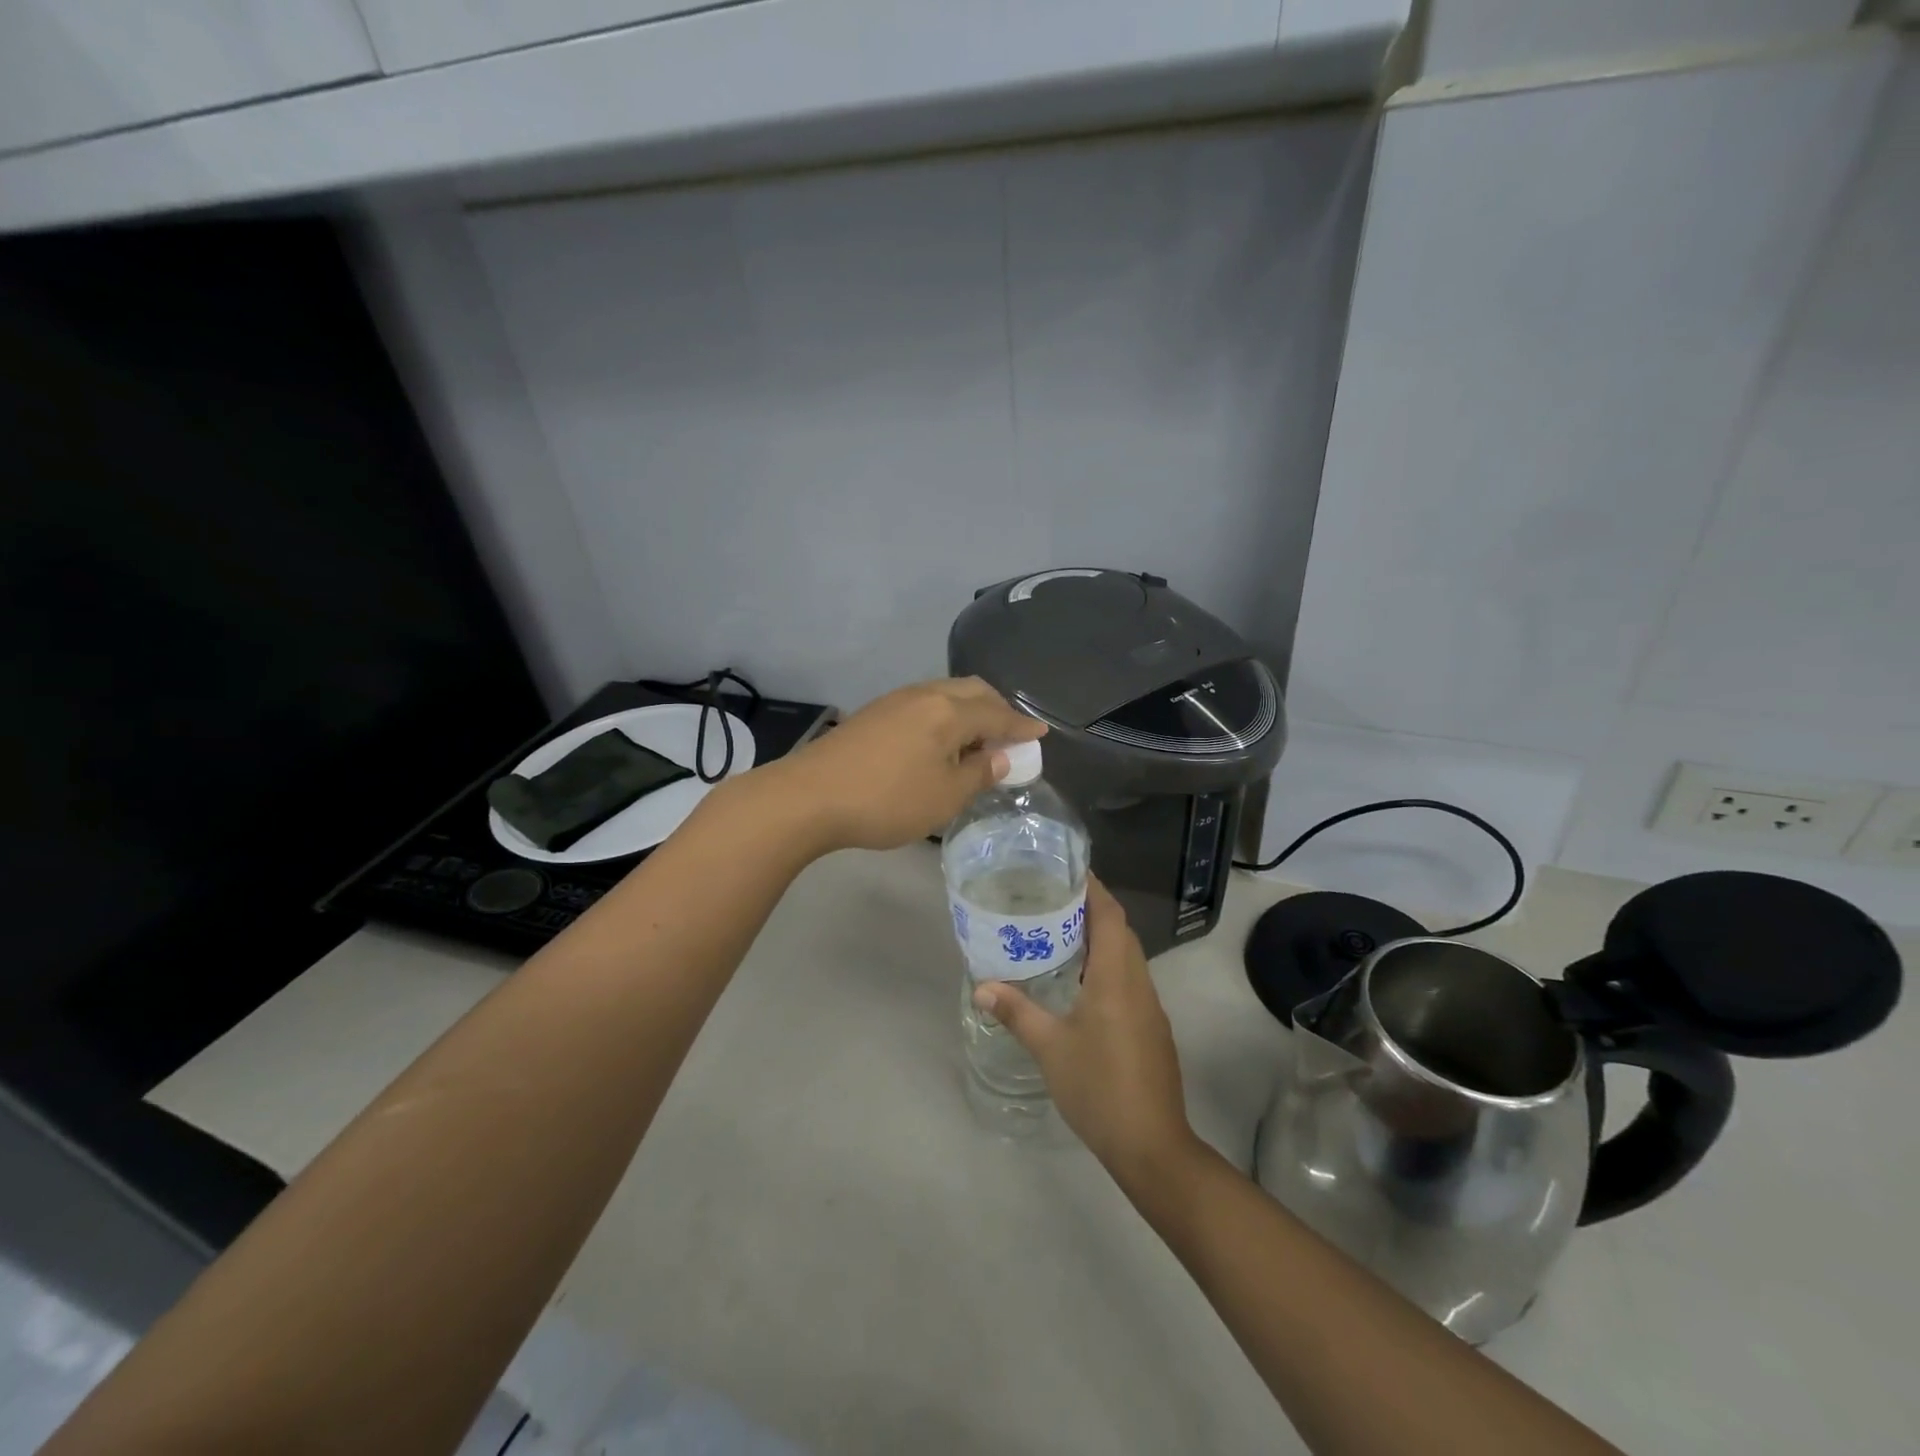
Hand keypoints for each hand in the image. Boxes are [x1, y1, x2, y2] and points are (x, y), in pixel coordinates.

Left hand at [769, 678, 1044, 853]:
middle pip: (971, 691)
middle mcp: (924, 695)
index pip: (997, 713)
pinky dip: (943, 716)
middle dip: (996, 707)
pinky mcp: (873, 714)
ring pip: (944, 694)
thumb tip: (999, 756)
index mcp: (948, 711)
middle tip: (1010, 733)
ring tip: (975, 738)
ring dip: (967, 710)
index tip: (1041, 732)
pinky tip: (938, 740)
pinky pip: (922, 704)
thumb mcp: (944, 796)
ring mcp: (894, 701)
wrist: (809, 796)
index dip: (1021, 725)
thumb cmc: (887, 800)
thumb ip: (978, 774)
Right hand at [973, 877, 1194, 1178]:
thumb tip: (982, 986)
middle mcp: (1138, 983)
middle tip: (1051, 900)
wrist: (1152, 1146)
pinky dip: (1106, 966)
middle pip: (1120, 930)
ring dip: (1099, 938)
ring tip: (1059, 933)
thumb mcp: (1050, 1048)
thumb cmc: (1099, 1087)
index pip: (1110, 915)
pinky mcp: (1151, 1028)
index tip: (1066, 870)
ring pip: (1126, 956)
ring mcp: (1149, 1007)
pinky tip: (1079, 982)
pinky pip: (1129, 979)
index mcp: (1116, 977)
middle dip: (1091, 909)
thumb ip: (1017, 1012)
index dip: (1093, 888)